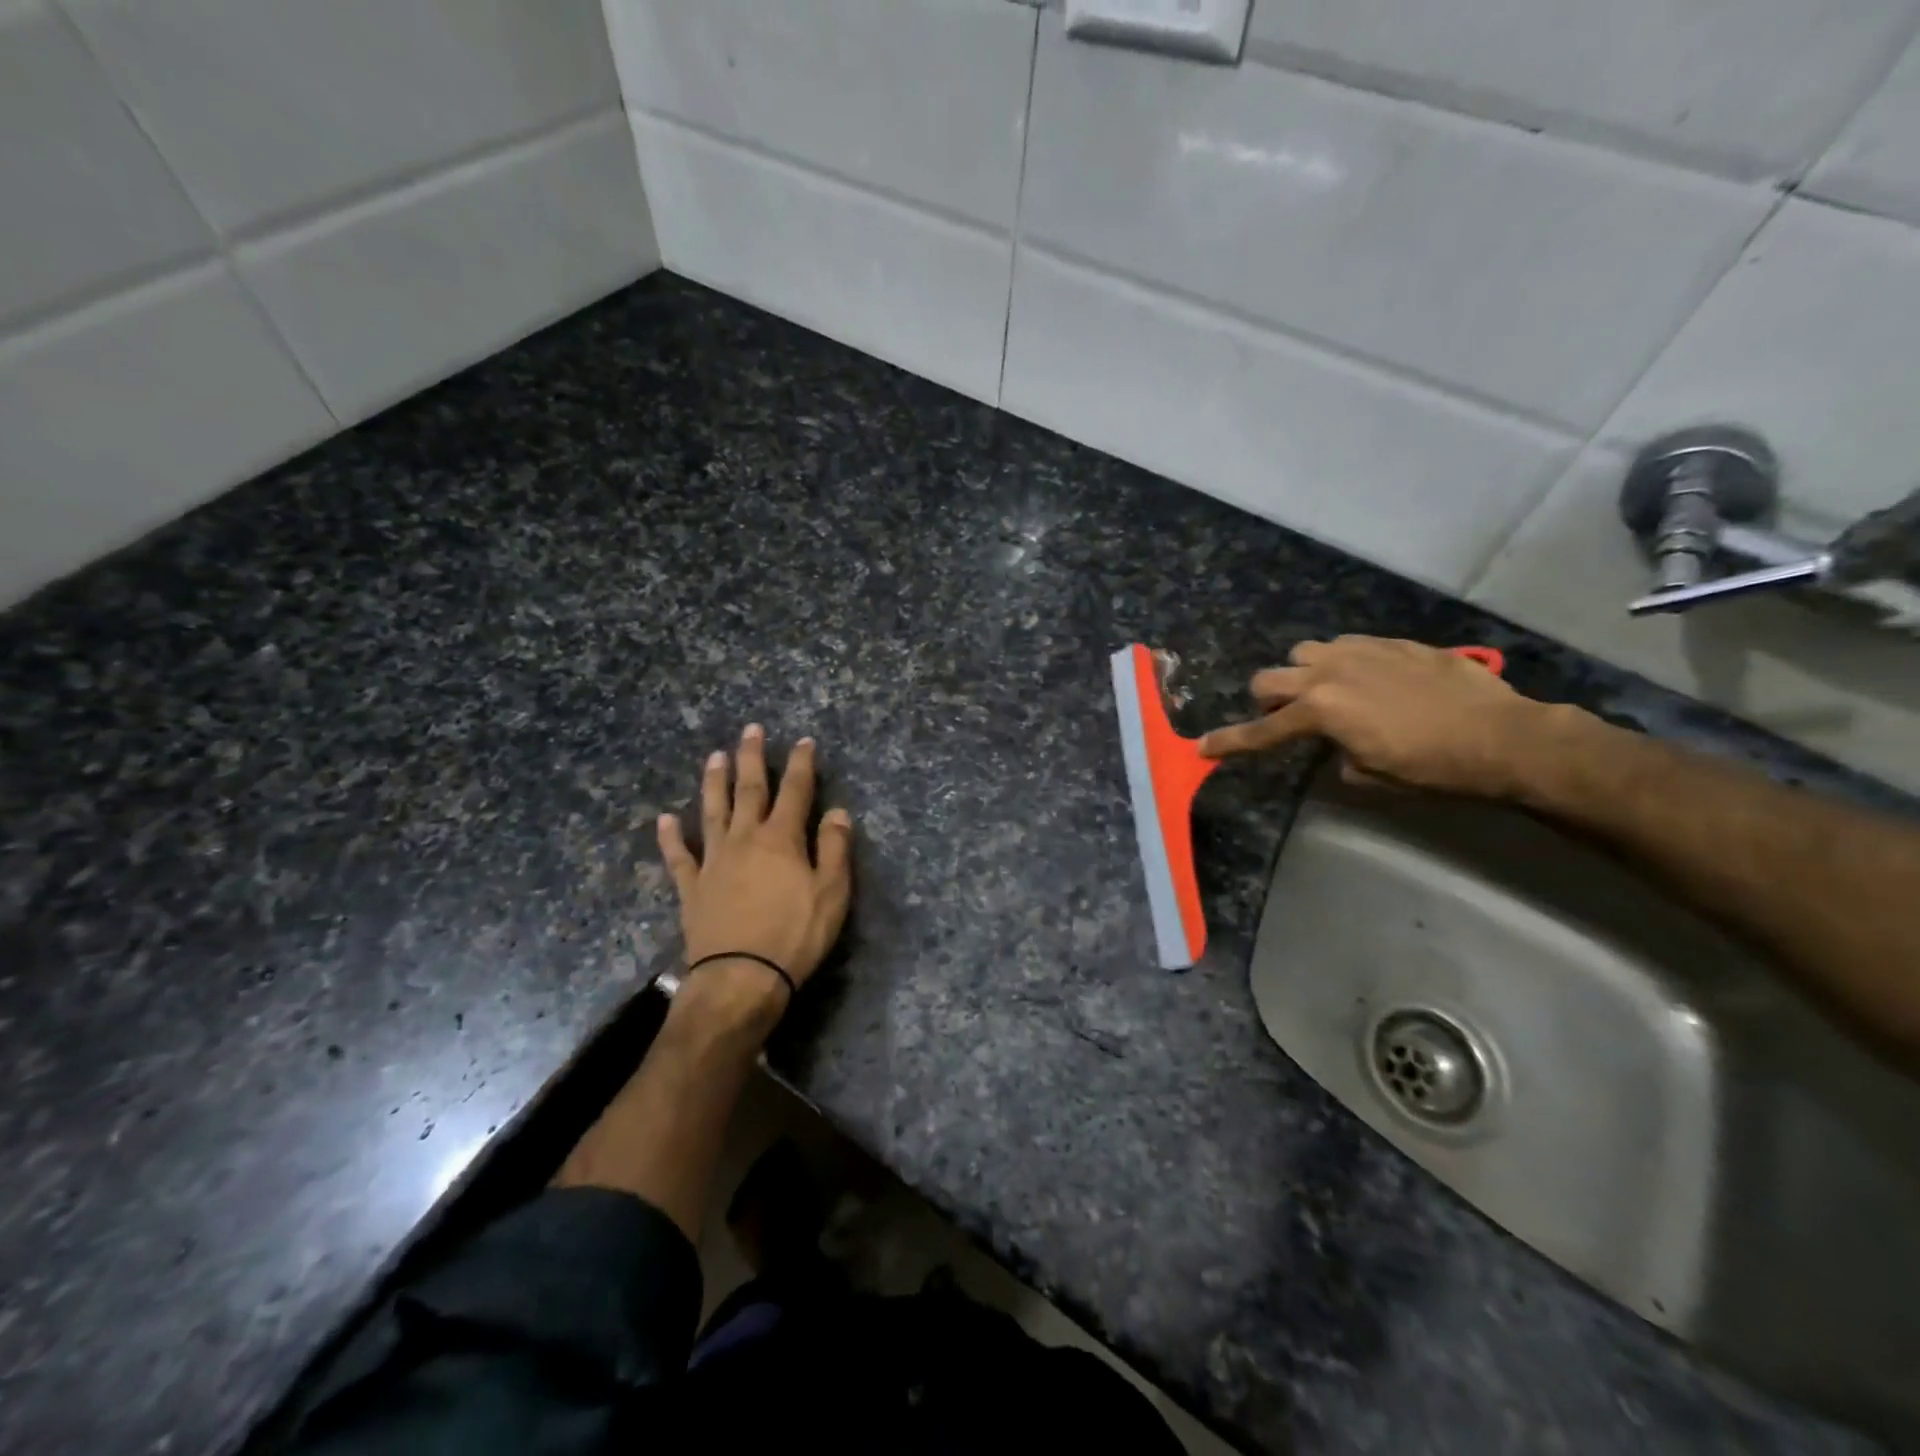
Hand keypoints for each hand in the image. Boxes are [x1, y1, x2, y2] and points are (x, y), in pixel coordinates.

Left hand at [657, 725, 853, 997]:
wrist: (741, 978)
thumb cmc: (795, 935)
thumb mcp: (832, 893)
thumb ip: (834, 849)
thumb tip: (839, 811)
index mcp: (781, 838)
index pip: (795, 791)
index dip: (800, 764)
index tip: (803, 741)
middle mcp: (745, 839)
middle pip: (749, 790)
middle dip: (752, 759)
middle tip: (750, 730)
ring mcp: (714, 861)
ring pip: (712, 812)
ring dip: (714, 783)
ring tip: (714, 757)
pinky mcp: (692, 887)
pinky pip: (679, 857)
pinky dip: (670, 837)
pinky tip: (664, 819)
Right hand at [1197, 636, 1550, 798]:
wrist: (1502, 735)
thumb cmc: (1431, 767)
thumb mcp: (1371, 776)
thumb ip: (1337, 755)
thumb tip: (1339, 745)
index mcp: (1319, 711)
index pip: (1262, 731)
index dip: (1230, 743)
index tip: (1202, 748)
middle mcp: (1329, 673)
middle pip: (1269, 678)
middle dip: (1269, 699)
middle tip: (1289, 717)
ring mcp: (1361, 652)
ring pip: (1306, 652)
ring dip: (1305, 673)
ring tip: (1329, 691)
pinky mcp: (1391, 643)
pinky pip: (1348, 646)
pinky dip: (1344, 663)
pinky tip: (1370, 680)